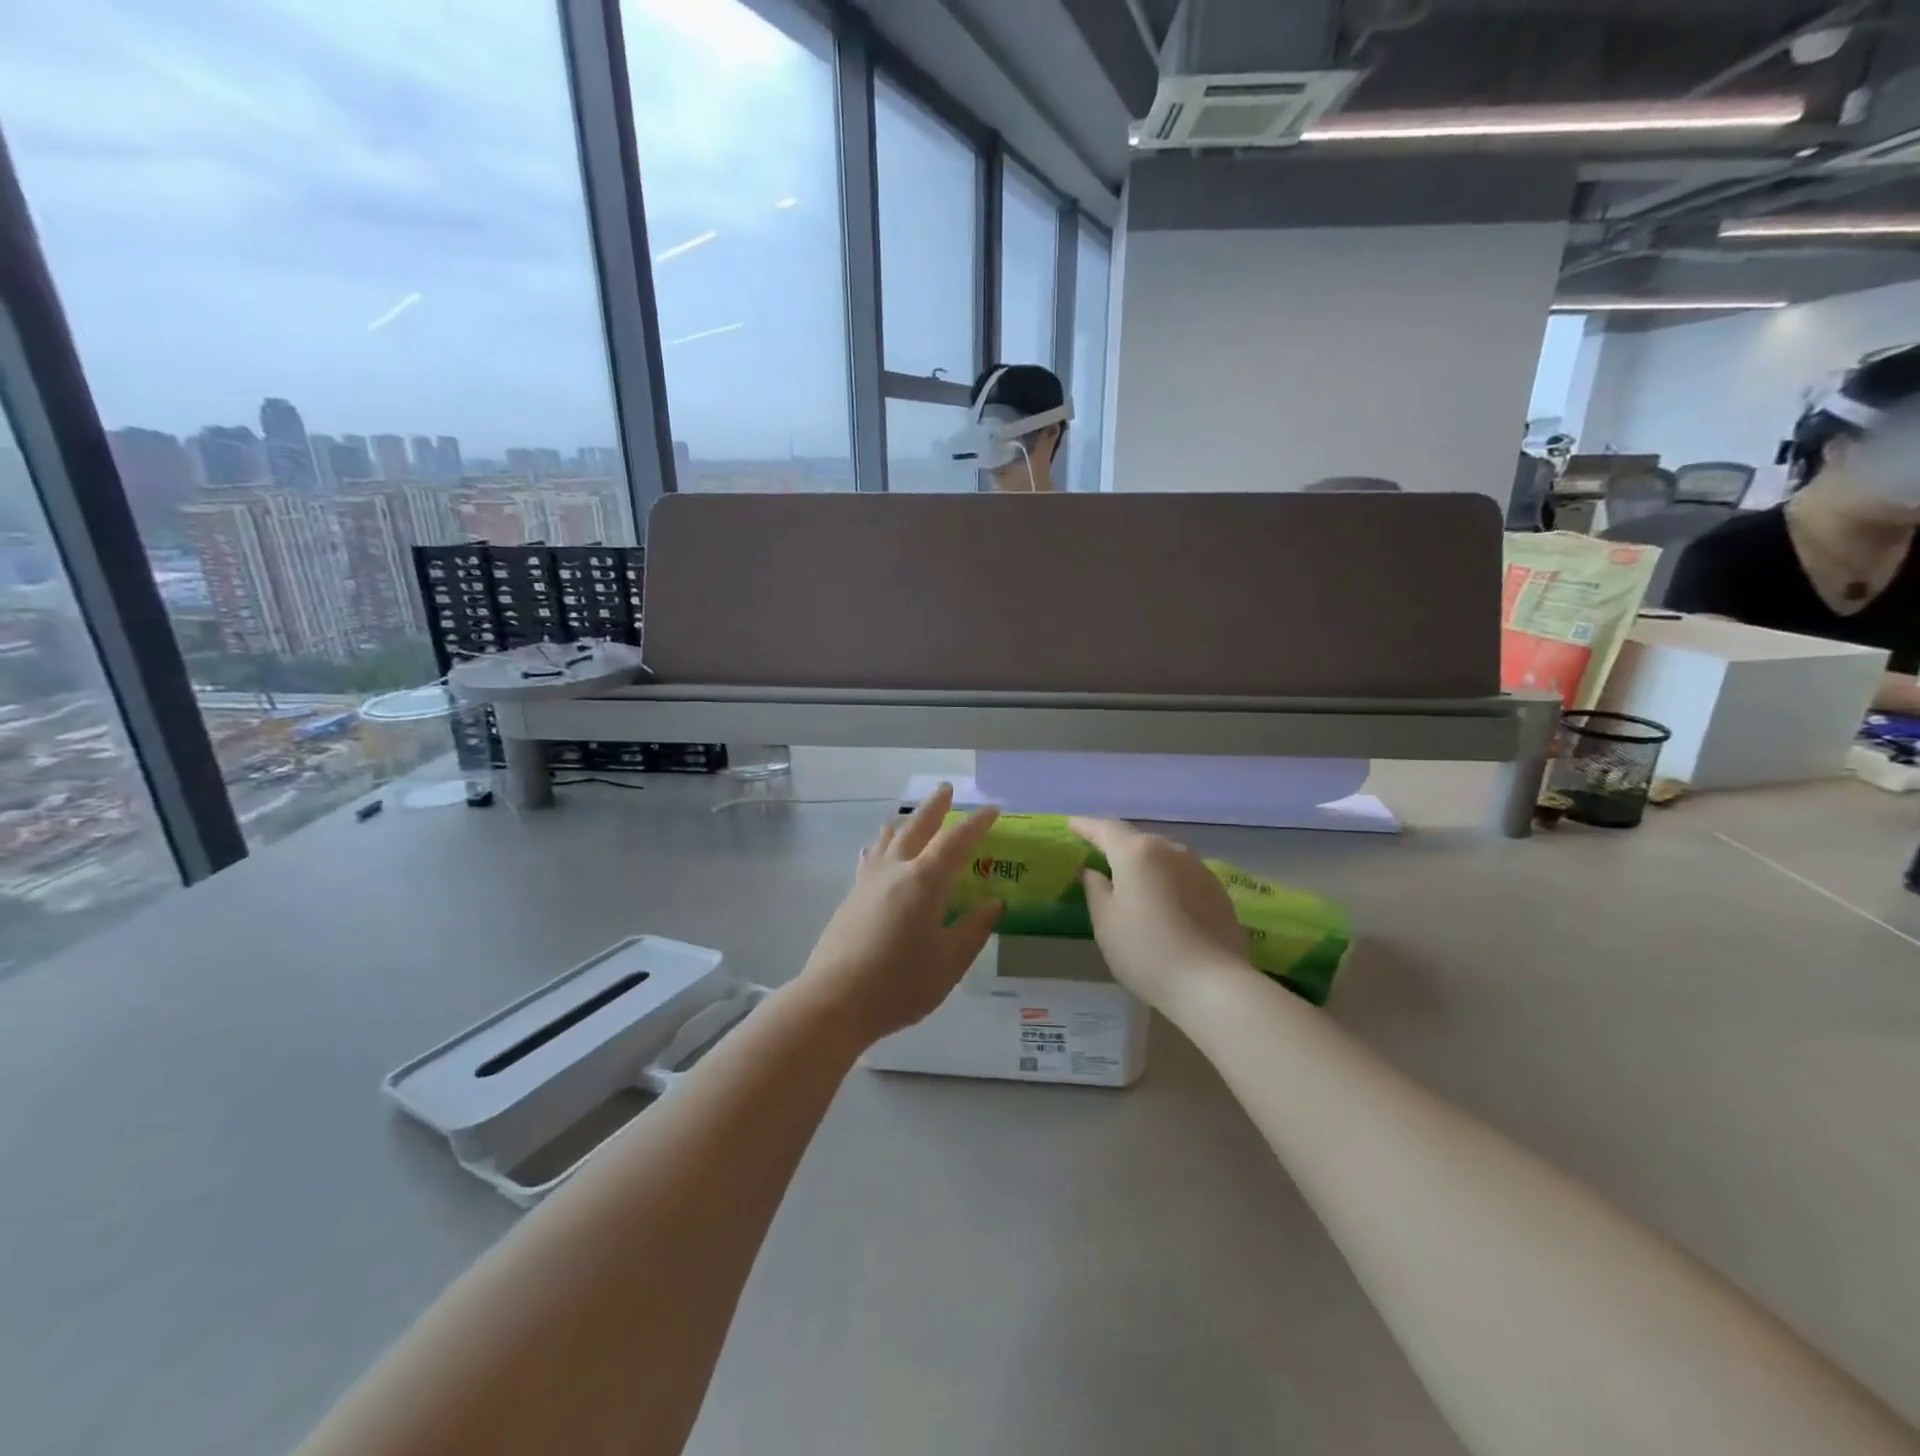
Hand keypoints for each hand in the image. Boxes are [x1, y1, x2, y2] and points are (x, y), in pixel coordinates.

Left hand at [797, 784, 1004, 1044]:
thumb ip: (973, 930)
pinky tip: (877, 853)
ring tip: (911, 817)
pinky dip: (882, 845)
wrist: (834, 1000)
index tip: (992, 809)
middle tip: (946, 789)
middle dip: (934, 807)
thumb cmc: (900, 984)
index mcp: (925, 881)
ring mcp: (868, 882)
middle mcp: (895, 871)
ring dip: (905, 822)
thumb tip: (994, 903)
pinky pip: (871, 857)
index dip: (976, 824)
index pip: (956, 842)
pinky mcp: (851, 897)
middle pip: (917, 827)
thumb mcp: (949, 963)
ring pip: (888, 839)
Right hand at [1070, 817, 1253, 1016]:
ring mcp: (1199, 868)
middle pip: (1137, 839)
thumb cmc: (1145, 952)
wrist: (1212, 984)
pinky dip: (1167, 877)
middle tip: (1099, 854)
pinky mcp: (1218, 889)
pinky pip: (1183, 873)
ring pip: (1163, 854)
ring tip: (1133, 876)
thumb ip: (1095, 889)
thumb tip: (1092, 871)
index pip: (1105, 829)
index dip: (1086, 826)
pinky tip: (1164, 898)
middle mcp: (1170, 850)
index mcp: (1136, 853)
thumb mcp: (1105, 922)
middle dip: (1117, 844)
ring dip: (1145, 861)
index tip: (1072, 825)